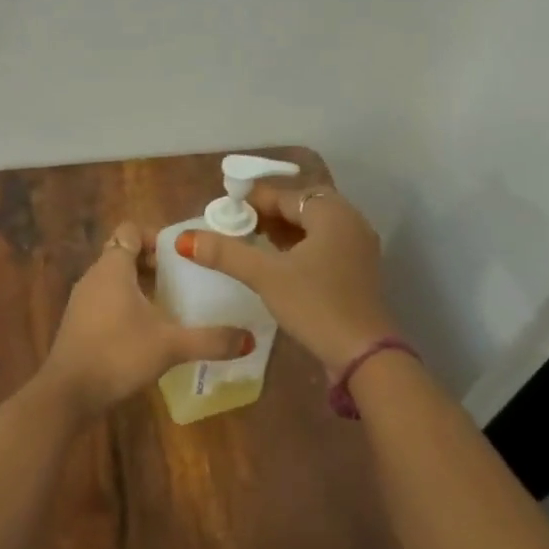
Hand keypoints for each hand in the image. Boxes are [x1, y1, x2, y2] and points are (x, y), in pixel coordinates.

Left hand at [39, 221, 255, 414]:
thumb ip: (210, 340)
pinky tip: (149, 329)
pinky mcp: (79, 324)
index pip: (131, 230)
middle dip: (154, 262)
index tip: (182, 255)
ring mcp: (83, 301)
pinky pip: (107, 300)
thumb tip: (248, 340)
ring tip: (172, 303)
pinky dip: (128, 304)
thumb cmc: (118, 355)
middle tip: (185, 279)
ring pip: (115, 279)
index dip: (156, 236)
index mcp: (113, 268)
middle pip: (124, 254)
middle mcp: (94, 277)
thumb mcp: (170, 346)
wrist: (68, 394)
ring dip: (141, 285)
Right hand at [175, 185, 395, 374]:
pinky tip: (279, 263)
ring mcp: (358, 247)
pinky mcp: (358, 271)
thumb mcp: (266, 276)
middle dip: (269, 213)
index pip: (286, 195)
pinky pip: (325, 246)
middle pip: (303, 206)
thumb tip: (186, 239)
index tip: (225, 208)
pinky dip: (301, 247)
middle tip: (238, 225)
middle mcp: (350, 222)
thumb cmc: (315, 305)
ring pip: (315, 227)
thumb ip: (226, 254)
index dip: (254, 200)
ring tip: (253, 241)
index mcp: (332, 213)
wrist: (363, 353)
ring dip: (285, 231)